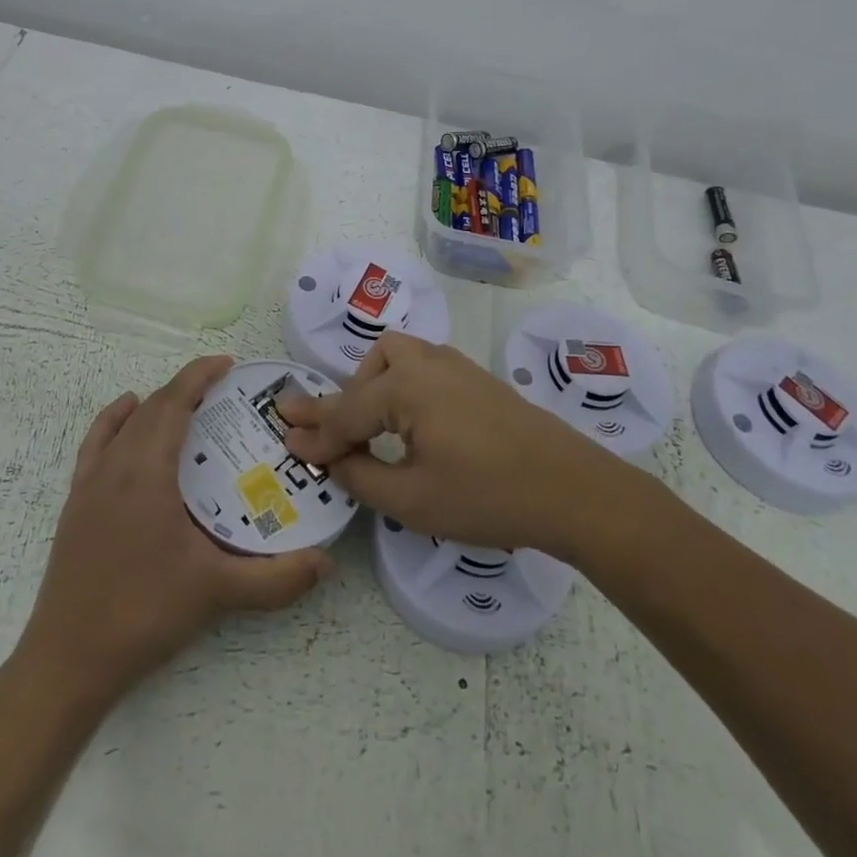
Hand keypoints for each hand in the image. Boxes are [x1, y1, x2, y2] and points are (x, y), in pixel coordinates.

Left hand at [21, 356, 333, 701]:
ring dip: (155, 405)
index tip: (228, 364)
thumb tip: (324, 563)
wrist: (68, 661)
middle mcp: (115, 465)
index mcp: (146, 471)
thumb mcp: (217, 593)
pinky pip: (96, 443)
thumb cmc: (143, 614)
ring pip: (124, 423)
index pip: (174, 402)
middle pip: (152, 408)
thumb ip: (276, 579)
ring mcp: (89, 483)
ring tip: (186, 407)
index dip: (200, 375)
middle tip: (222, 392)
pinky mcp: (75, 504)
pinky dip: (115, 421)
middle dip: (186, 389)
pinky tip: (127, 422)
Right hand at [280, 332, 664, 556]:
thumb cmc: (487, 496)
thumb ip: (361, 477)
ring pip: (398, 356)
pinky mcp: (476, 378)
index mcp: (405, 386)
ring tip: (368, 425)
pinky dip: (401, 386)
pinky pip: (423, 367)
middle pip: (369, 371)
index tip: (286, 444)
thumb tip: (332, 460)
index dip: (316, 436)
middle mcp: (426, 363)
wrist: (571, 488)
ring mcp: (455, 366)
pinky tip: (409, 420)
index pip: (346, 412)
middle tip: (327, 435)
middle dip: (343, 402)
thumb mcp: (413, 499)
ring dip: (373, 385)